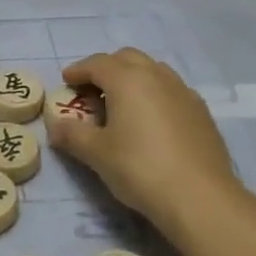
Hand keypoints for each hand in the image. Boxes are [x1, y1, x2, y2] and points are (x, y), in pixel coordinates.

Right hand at [45, 48, 240, 239]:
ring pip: (153, 70)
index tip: (66, 81)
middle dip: (107, 68)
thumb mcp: (97, 154)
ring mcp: (183, 92)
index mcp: (127, 80)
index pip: (97, 63)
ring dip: (134, 78)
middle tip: (93, 90)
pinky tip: (153, 120)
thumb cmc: (140, 168)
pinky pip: (172, 90)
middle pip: (127, 58)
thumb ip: (72, 135)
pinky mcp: (201, 112)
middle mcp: (156, 76)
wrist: (200, 197)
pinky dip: (156, 94)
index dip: (78, 70)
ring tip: (123, 103)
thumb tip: (54, 126)